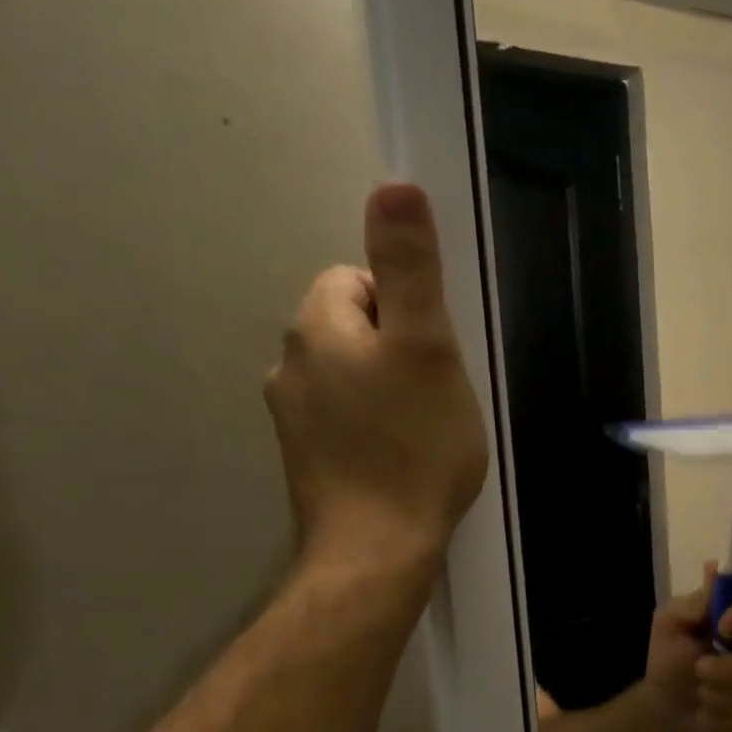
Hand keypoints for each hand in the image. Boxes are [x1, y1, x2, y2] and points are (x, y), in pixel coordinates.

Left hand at [265, 184, 487, 575]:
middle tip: (440, 388)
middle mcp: (290, 365)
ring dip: (388, 385)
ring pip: (350, 374)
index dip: (404, 305)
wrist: (378, 546)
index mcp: (317, 329)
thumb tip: (394, 185)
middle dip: (398, 344)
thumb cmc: (414, 443)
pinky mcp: (308, 458)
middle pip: (352, 326)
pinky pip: (345, 415)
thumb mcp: (427, 346)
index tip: (436, 348)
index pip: (353, 279)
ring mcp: (293, 416)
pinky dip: (375, 423)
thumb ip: (410, 269)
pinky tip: (403, 454)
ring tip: (427, 424)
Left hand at [646, 563, 731, 731]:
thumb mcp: (669, 624)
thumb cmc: (670, 657)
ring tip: (701, 693)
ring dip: (721, 695)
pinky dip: (727, 717)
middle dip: (728, 669)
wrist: (668, 708)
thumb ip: (692, 602)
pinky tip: (713, 713)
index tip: (724, 627)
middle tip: (698, 670)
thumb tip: (713, 569)